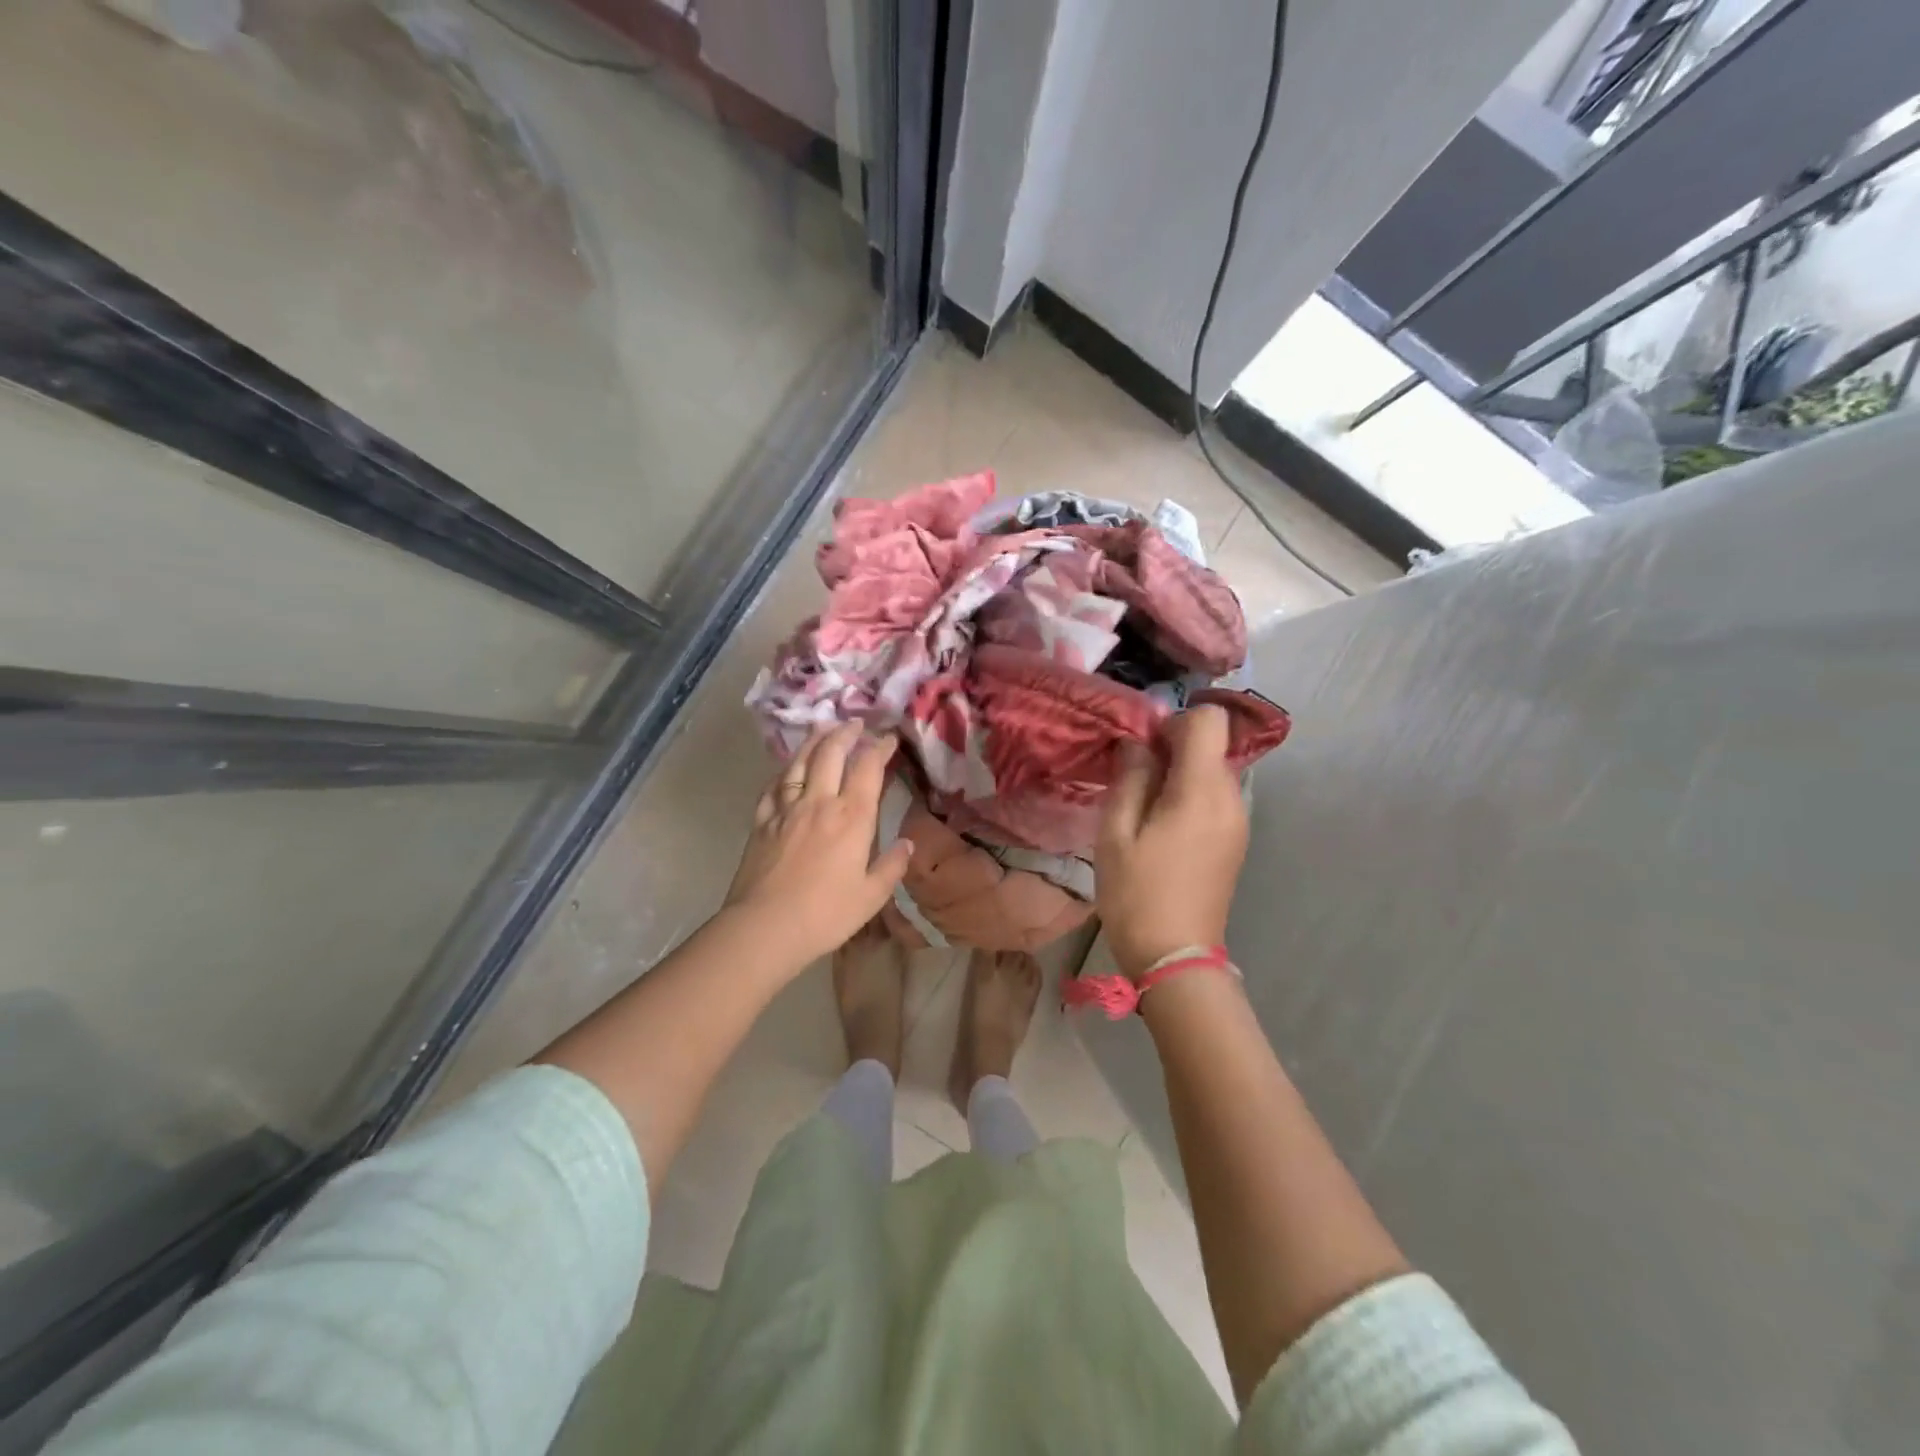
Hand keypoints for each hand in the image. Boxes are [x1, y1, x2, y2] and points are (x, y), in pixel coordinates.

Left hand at [724, 723, 913, 968]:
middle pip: (831, 753)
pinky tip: (787, 770)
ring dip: (814, 740)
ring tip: (823, 728)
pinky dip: (784, 771)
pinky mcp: (761, 821)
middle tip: (856, 723)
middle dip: (846, 732)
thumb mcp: (871, 896)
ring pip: (800, 761)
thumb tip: (907, 843)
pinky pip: (773, 786)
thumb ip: (892, 866)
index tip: (888, 738)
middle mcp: (819, 802)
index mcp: (852, 817)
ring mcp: (786, 808)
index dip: (880, 748)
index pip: (868, 768)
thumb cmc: (825, 914)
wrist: (765, 927)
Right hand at [1096, 705, 1249, 977]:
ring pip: (1212, 771)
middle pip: (1211, 744)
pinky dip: (1189, 796)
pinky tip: (1161, 829)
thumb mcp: (1117, 833)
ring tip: (1142, 808)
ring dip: (1179, 774)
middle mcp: (1231, 797)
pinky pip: (1215, 798)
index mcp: (1203, 790)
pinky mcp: (1235, 840)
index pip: (1209, 719)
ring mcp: (1239, 821)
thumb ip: (1131, 777)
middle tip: (1132, 780)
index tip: (1143, 748)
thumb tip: (1138, 742)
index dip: (1173, 721)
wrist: (1176, 958)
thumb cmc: (1138, 894)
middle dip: (1172, 749)